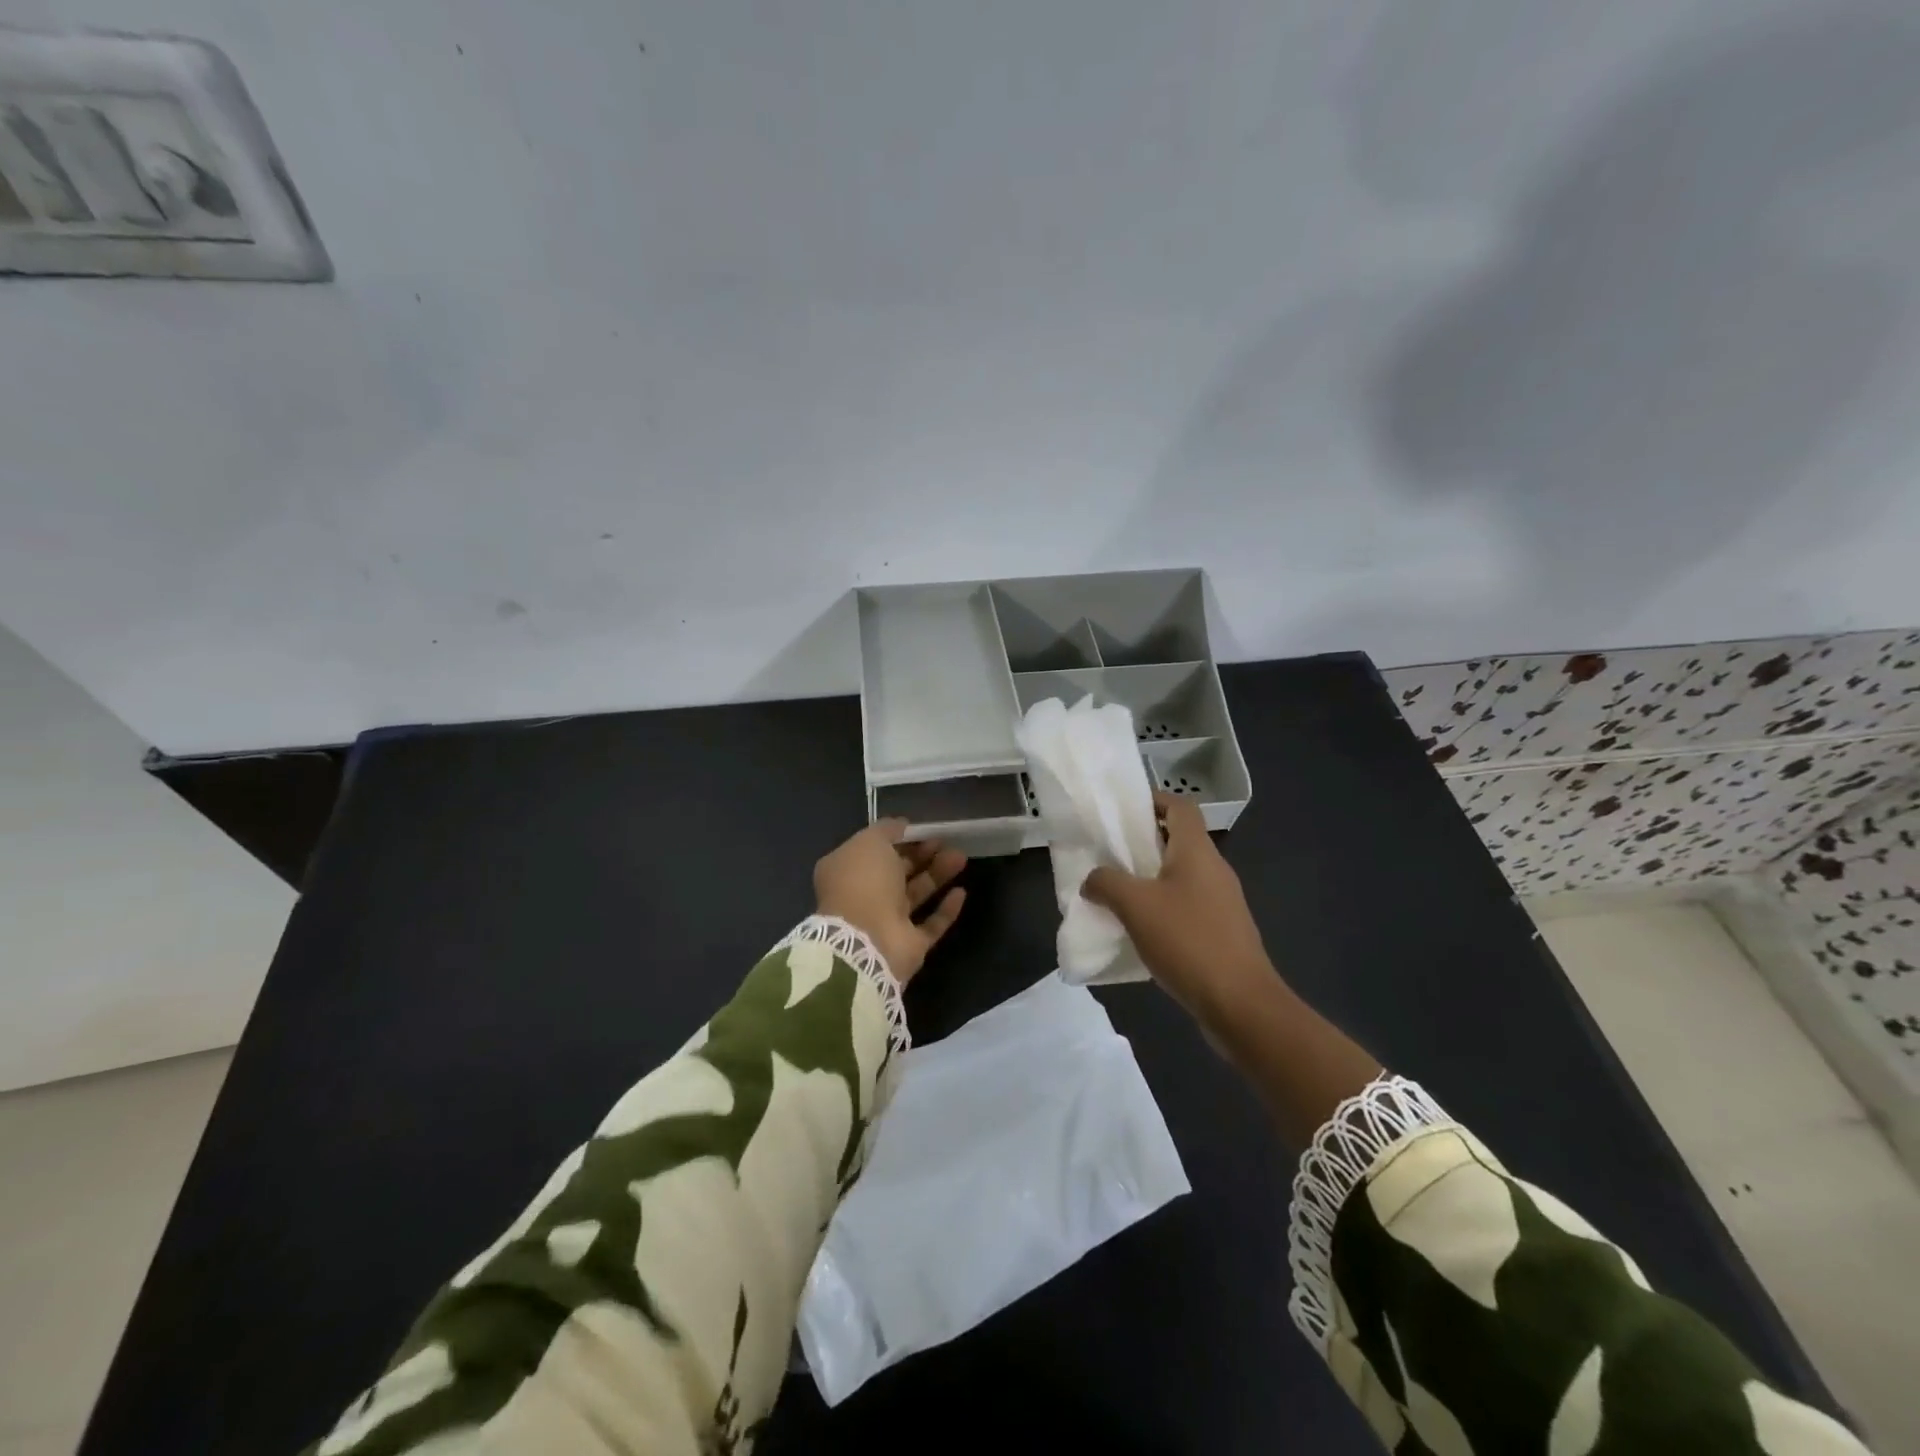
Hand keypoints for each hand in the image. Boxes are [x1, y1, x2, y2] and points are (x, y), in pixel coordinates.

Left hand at [814, 820, 966, 984]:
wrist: (866, 940)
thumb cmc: (863, 882)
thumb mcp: (870, 841)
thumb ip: (887, 830)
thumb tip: (902, 826)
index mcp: (846, 870)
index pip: (875, 850)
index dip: (899, 838)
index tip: (922, 829)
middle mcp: (864, 896)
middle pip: (898, 871)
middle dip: (922, 854)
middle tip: (946, 841)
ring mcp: (886, 922)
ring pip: (916, 894)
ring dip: (937, 875)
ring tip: (960, 857)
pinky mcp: (908, 945)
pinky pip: (930, 924)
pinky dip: (945, 909)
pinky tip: (961, 892)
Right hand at [1082, 793, 1273, 1019]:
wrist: (1240, 1004)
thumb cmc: (1188, 941)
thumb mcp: (1135, 906)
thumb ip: (1106, 883)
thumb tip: (1092, 880)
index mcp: (1197, 852)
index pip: (1180, 806)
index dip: (1154, 800)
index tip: (1122, 811)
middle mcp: (1214, 870)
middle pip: (1179, 840)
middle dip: (1144, 843)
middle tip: (1108, 853)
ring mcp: (1222, 903)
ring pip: (1181, 876)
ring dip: (1150, 879)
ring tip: (1117, 893)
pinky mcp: (1222, 932)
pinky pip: (1187, 906)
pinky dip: (1163, 907)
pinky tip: (1140, 930)